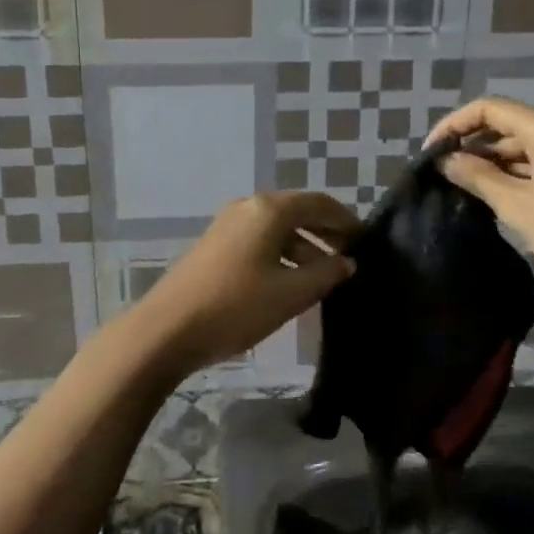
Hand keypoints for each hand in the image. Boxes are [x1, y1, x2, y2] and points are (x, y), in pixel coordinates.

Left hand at [131, 192, 360, 375]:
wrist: (166, 330)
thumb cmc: (236, 306)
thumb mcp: (291, 293)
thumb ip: (326, 274)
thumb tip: (347, 262)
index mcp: (269, 210)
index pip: (319, 203)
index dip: (346, 220)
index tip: (366, 241)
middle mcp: (247, 208)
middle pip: (297, 213)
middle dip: (326, 234)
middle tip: (350, 259)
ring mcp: (227, 226)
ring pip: (277, 230)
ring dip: (304, 249)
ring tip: (323, 280)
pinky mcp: (214, 247)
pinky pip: (259, 242)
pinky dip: (281, 256)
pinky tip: (289, 284)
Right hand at [426, 98, 533, 313]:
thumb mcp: (520, 207)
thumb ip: (479, 178)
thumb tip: (446, 160)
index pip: (491, 108)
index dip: (456, 124)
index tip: (431, 152)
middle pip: (507, 126)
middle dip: (472, 145)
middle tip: (442, 175)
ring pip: (522, 148)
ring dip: (491, 164)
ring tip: (461, 189)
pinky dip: (513, 177)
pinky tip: (494, 199)